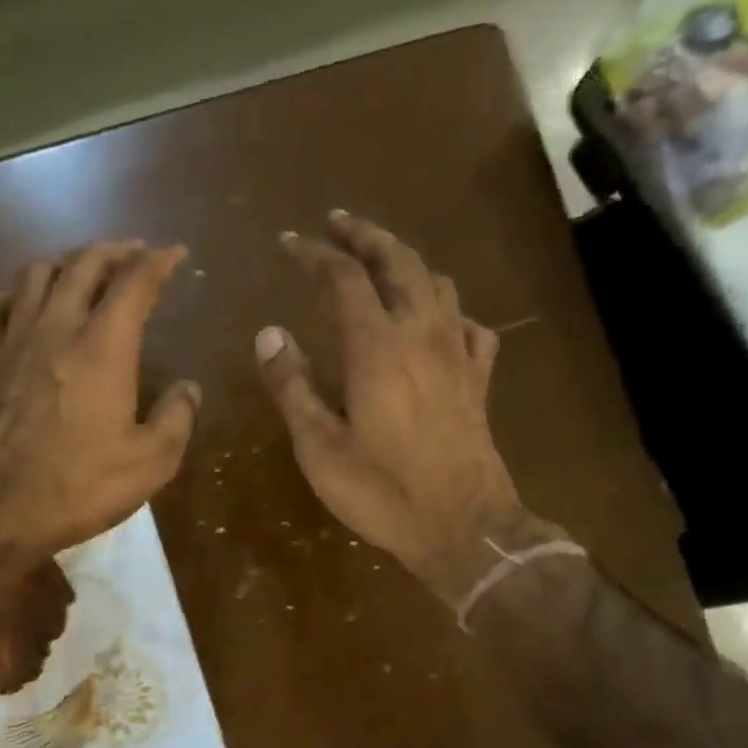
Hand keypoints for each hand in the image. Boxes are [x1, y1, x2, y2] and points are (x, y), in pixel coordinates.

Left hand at [0, 240, 199, 561]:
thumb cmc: (79, 487)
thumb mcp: (150, 463)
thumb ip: (177, 419)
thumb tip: (188, 389)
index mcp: (103, 347)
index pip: (135, 281)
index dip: (159, 261)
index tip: (175, 254)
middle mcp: (57, 328)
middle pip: (83, 263)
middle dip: (114, 250)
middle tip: (134, 255)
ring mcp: (13, 341)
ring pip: (35, 273)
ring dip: (65, 262)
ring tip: (82, 272)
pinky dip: (12, 294)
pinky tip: (21, 304)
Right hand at [256, 210, 557, 605]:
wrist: (462, 525)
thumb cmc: (382, 491)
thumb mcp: (319, 447)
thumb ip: (292, 387)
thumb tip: (269, 334)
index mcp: (377, 347)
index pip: (344, 278)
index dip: (315, 253)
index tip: (290, 241)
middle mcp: (422, 334)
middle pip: (399, 261)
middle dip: (366, 235)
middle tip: (339, 222)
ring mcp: (457, 354)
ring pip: (437, 283)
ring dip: (407, 261)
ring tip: (383, 260)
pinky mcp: (478, 379)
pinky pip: (469, 325)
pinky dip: (448, 309)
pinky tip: (438, 321)